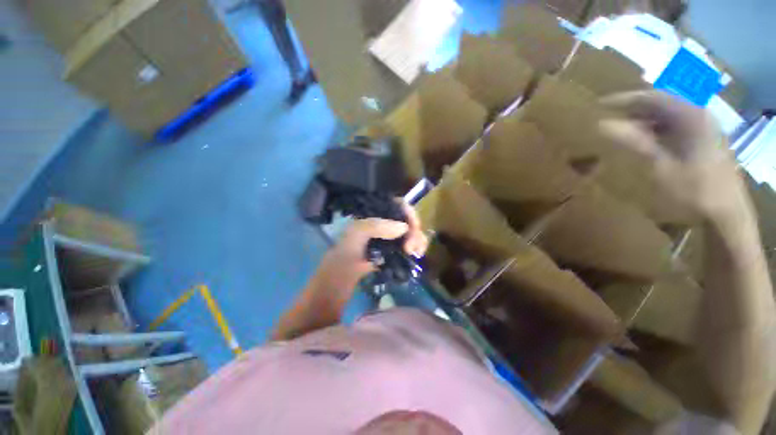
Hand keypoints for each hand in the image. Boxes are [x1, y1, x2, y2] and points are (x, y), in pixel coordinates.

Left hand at [315, 201, 428, 298]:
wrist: (341, 276)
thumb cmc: (346, 251)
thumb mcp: (357, 233)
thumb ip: (377, 226)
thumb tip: (404, 227)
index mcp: (375, 213)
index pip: (398, 205)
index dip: (408, 213)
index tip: (413, 227)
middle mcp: (385, 222)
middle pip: (407, 219)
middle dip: (414, 231)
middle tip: (410, 248)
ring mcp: (390, 236)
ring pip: (411, 232)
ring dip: (418, 240)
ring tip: (414, 252)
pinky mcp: (394, 249)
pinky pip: (410, 244)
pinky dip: (417, 247)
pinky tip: (417, 254)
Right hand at [599, 91, 743, 218]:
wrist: (725, 212)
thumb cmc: (693, 188)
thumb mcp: (660, 165)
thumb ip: (634, 141)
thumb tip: (602, 125)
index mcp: (691, 117)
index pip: (653, 97)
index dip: (625, 99)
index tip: (600, 104)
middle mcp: (699, 115)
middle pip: (662, 102)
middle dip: (634, 107)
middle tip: (609, 114)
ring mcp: (703, 126)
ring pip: (668, 113)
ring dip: (644, 118)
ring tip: (621, 126)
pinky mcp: (703, 138)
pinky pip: (675, 125)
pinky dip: (656, 128)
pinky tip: (644, 138)